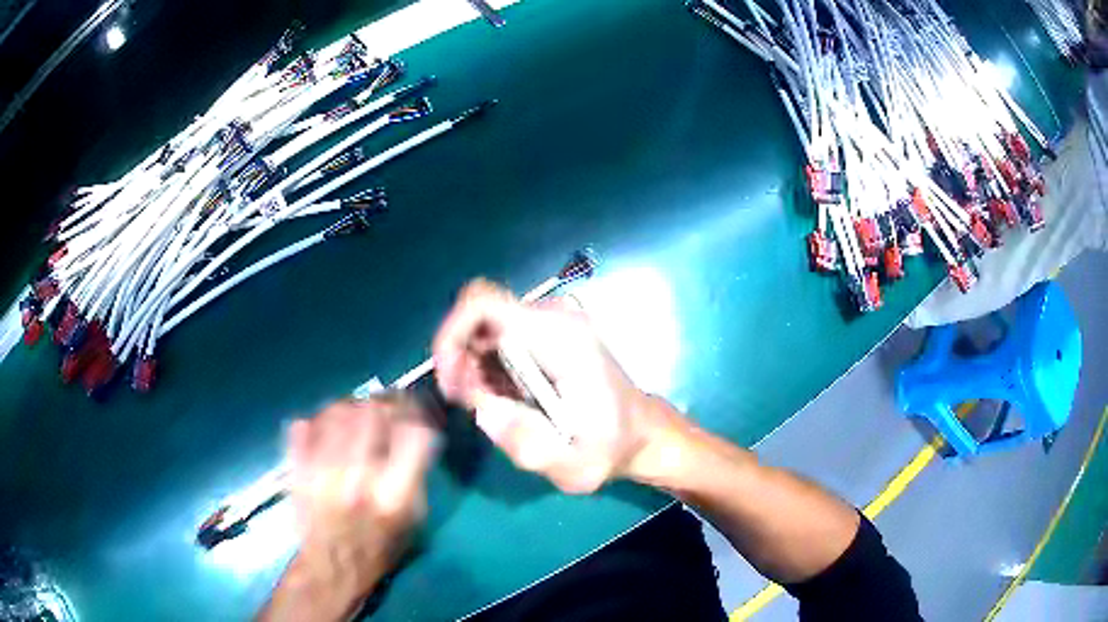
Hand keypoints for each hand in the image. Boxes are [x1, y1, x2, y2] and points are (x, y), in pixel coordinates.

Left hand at [270, 397, 437, 620]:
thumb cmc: (381, 546)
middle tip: (386, 406)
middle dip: (384, 402)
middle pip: (373, 413)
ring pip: (338, 412)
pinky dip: (320, 418)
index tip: (415, 409)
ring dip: (353, 405)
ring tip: (357, 413)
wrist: (332, 567)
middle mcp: (358, 480)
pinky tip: (330, 427)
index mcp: (394, 496)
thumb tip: (419, 429)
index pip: (413, 433)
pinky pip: (307, 424)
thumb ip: (417, 473)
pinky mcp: (297, 470)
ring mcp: (322, 472)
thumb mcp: (415, 519)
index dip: (416, 412)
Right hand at [432, 279, 684, 493]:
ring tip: (490, 409)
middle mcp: (553, 316)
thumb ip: (528, 444)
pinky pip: (498, 340)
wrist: (639, 432)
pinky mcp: (546, 333)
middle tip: (470, 406)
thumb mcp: (574, 465)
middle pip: (477, 318)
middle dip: (460, 361)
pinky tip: (501, 400)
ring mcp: (550, 321)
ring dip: (472, 369)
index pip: (482, 303)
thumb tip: (483, 410)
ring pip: (484, 330)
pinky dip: (487, 368)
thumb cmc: (611, 448)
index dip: (451, 335)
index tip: (450, 382)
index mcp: (559, 337)